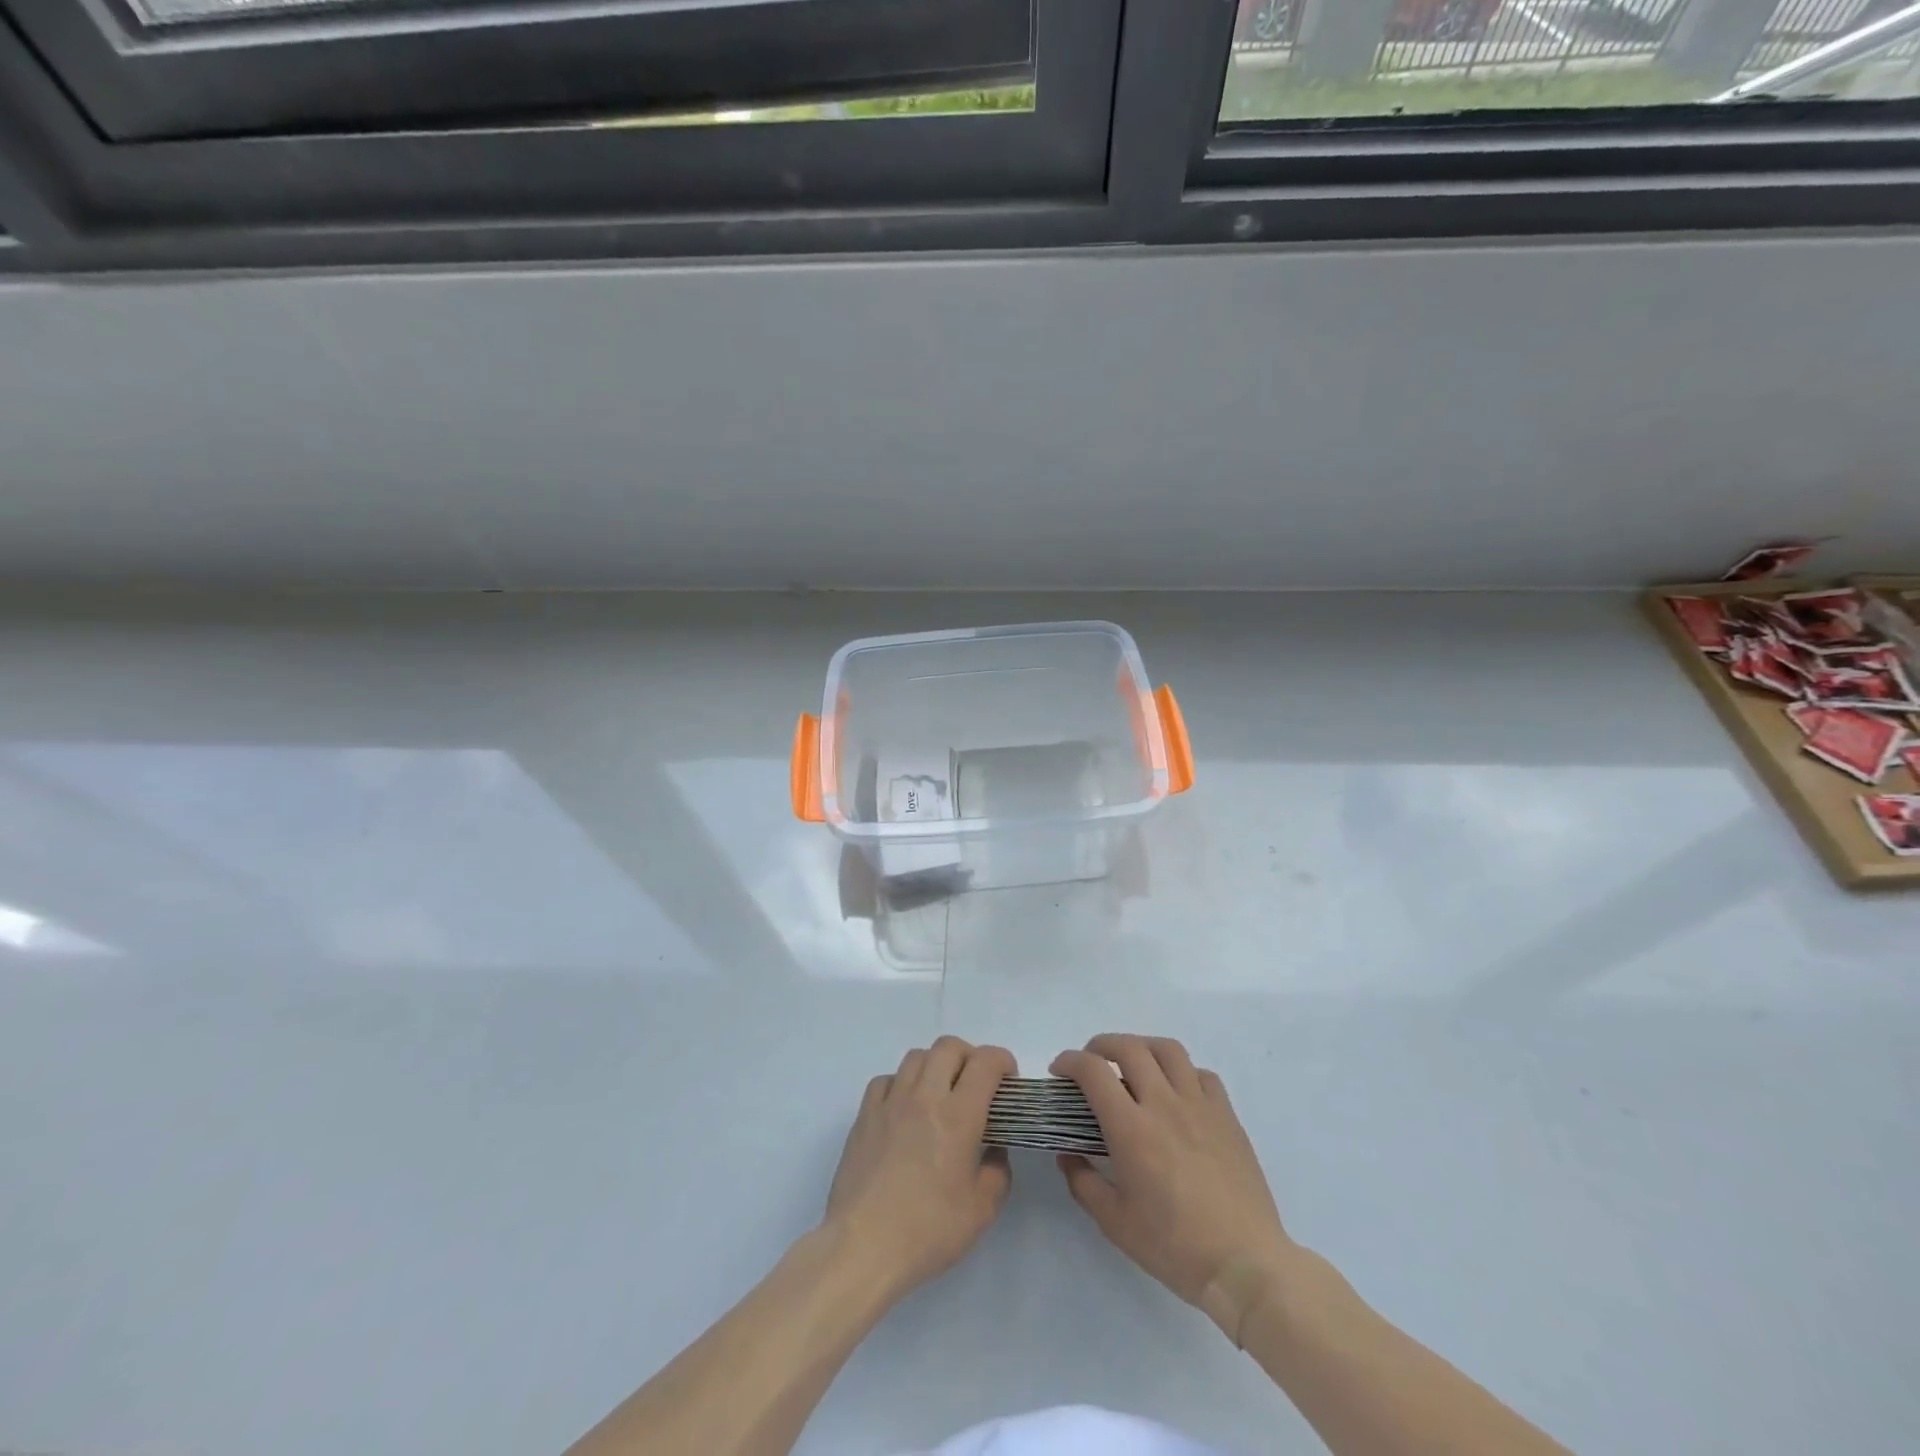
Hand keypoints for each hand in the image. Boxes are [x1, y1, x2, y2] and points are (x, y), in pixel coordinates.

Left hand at [823, 1037, 1015, 1299]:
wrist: (863, 1246)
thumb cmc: (928, 1230)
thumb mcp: (982, 1211)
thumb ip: (997, 1172)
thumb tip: (994, 1150)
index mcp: (958, 1115)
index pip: (985, 1062)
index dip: (1003, 1061)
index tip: (1008, 1081)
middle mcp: (925, 1096)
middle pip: (949, 1046)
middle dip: (970, 1057)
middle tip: (976, 1086)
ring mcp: (891, 1102)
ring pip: (916, 1056)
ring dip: (936, 1066)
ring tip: (941, 1095)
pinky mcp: (864, 1115)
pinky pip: (886, 1080)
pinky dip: (902, 1084)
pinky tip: (905, 1110)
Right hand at [1051, 1034, 1295, 1334]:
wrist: (1245, 1265)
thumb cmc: (1175, 1247)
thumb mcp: (1115, 1223)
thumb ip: (1083, 1183)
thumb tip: (1068, 1154)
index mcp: (1131, 1129)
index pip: (1093, 1071)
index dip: (1069, 1061)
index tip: (1060, 1072)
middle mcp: (1164, 1104)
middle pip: (1129, 1047)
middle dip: (1100, 1045)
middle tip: (1090, 1063)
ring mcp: (1200, 1106)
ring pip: (1168, 1050)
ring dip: (1142, 1047)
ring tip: (1132, 1064)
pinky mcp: (1227, 1116)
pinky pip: (1201, 1074)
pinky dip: (1181, 1072)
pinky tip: (1176, 1092)